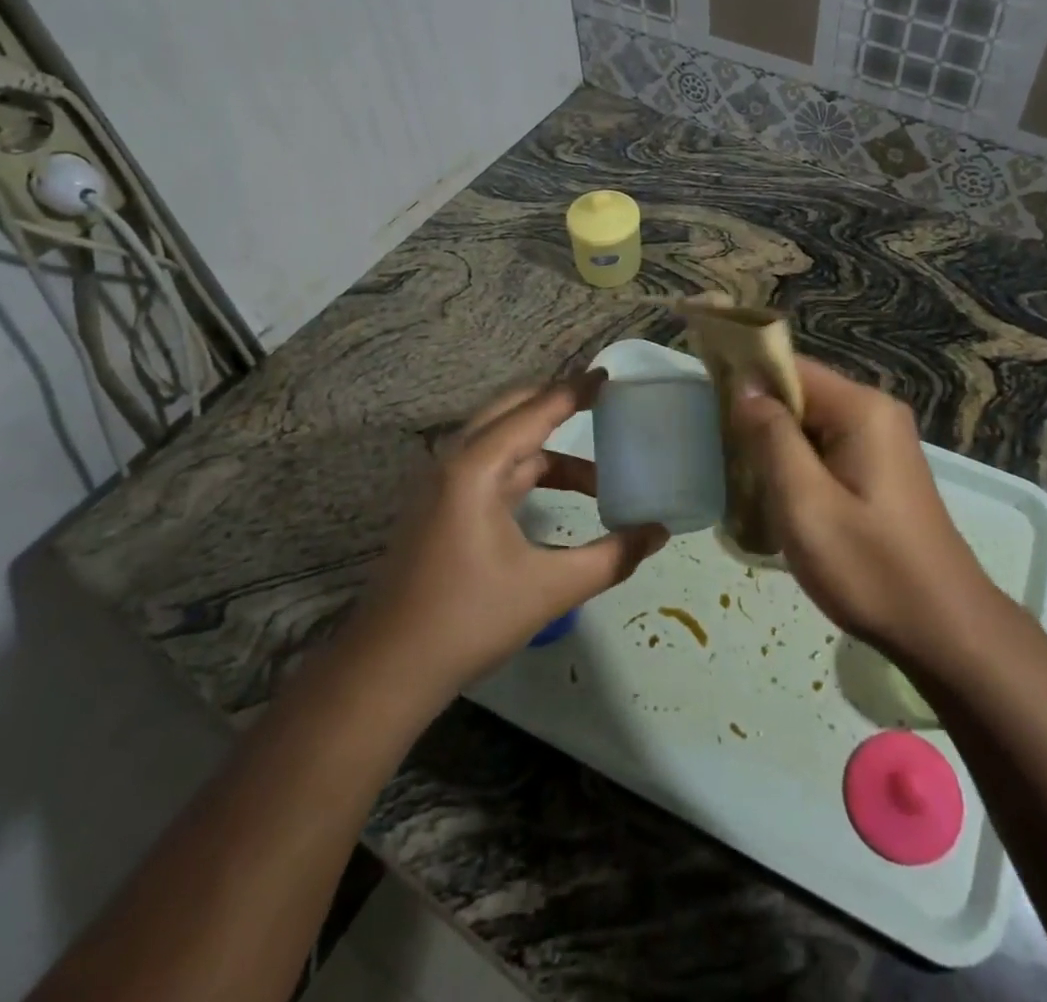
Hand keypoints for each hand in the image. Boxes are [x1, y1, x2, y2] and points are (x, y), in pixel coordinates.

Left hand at [348, 372, 668, 694]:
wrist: (388, 669)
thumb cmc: (469, 620)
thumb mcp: (550, 588)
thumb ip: (611, 557)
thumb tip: (658, 533)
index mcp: (477, 466)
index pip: (536, 410)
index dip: (576, 390)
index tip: (610, 377)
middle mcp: (455, 461)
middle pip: (512, 410)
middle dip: (557, 403)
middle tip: (602, 405)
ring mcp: (442, 484)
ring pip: (501, 441)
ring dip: (547, 447)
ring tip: (597, 473)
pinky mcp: (439, 507)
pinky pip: (491, 467)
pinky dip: (527, 469)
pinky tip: (554, 494)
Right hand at [729, 358, 991, 660]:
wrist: (944, 630)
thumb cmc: (869, 567)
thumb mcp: (805, 503)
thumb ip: (771, 437)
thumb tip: (745, 386)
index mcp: (861, 409)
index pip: (790, 368)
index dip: (745, 379)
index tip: (706, 406)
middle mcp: (875, 413)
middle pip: (801, 394)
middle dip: (758, 418)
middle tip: (722, 455)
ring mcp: (882, 441)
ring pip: (810, 424)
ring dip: (776, 446)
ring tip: (744, 480)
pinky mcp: (880, 469)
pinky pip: (827, 448)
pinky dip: (798, 465)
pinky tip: (779, 498)